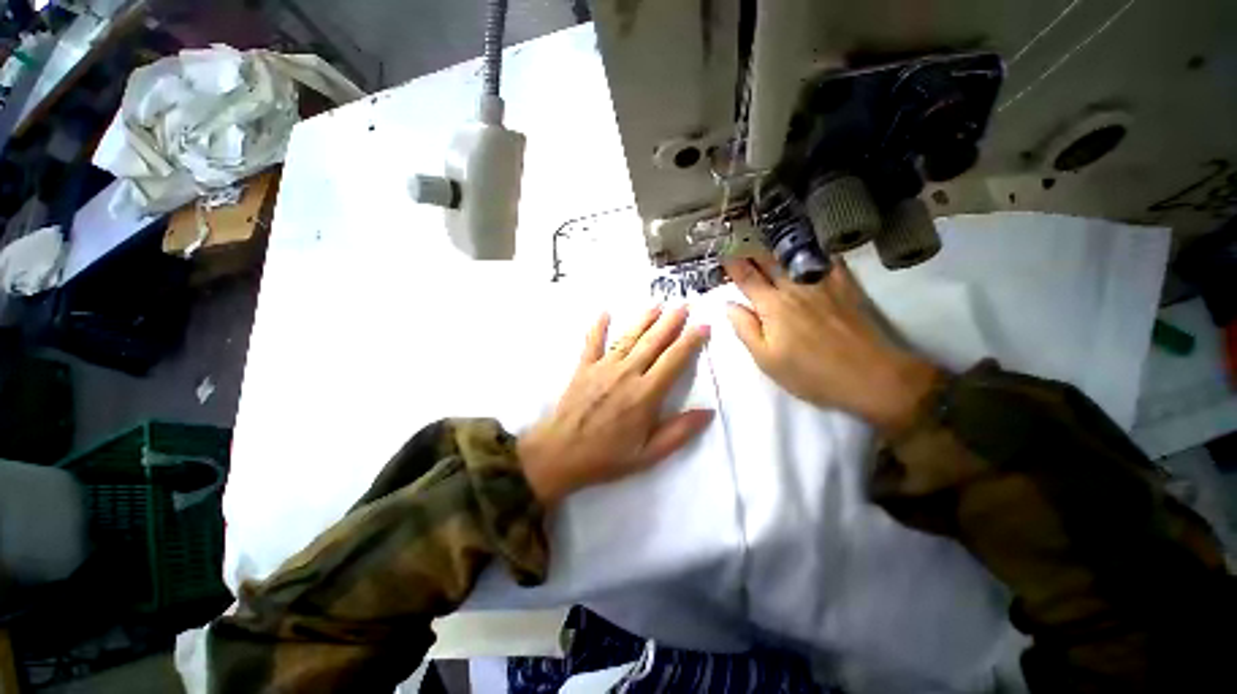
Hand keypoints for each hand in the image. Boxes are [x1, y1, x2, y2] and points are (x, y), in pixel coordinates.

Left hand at [518, 306, 713, 504]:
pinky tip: (605, 312)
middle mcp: (626, 373)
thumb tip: (708, 412)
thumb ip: (679, 432)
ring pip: (628, 337)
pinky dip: (599, 326)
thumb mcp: (648, 454)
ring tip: (657, 305)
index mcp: (645, 394)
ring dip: (644, 320)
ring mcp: (603, 367)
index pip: (674, 361)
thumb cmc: (607, 456)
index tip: (703, 326)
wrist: (560, 453)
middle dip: (671, 322)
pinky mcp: (584, 367)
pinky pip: (593, 342)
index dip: (690, 341)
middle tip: (684, 305)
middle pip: (653, 342)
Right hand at [723, 253, 938, 434]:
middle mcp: (795, 287)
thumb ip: (745, 329)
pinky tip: (811, 248)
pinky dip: (815, 251)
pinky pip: (828, 260)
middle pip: (769, 263)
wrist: (870, 376)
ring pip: (795, 258)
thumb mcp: (766, 359)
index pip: (747, 278)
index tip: (723, 254)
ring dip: (778, 249)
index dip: (733, 265)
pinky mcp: (845, 287)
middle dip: (752, 252)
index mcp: (772, 305)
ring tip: (768, 243)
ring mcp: (823, 284)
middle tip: (741, 243)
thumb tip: (729, 305)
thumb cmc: (810, 373)